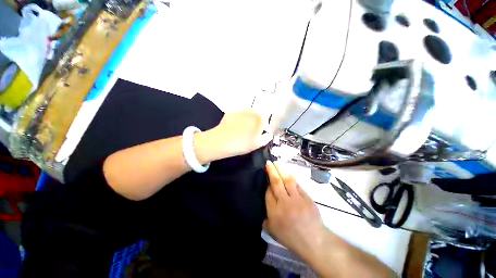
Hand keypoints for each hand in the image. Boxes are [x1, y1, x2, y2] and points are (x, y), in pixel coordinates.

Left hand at [198, 110, 272, 160]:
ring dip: (246, 122)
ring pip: (247, 117)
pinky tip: (233, 129)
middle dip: (255, 125)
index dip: (263, 131)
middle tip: (249, 135)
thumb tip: (267, 135)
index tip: (258, 137)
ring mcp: (240, 111)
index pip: (266, 123)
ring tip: (240, 132)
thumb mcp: (258, 144)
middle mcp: (251, 111)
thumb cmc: (243, 144)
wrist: (222, 141)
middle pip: (257, 118)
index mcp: (260, 118)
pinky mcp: (230, 112)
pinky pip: (238, 117)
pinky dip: (238, 121)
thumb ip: (267, 138)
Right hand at [264, 161, 326, 259]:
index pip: (268, 192)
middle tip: (268, 162)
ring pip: (287, 180)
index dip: (267, 183)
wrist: (314, 241)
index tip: (266, 177)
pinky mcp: (307, 197)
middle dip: (272, 171)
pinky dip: (291, 177)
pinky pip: (297, 184)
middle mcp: (285, 203)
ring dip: (281, 169)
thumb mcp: (272, 230)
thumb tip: (266, 200)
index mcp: (275, 212)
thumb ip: (266, 216)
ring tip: (277, 162)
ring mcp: (297, 200)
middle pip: (277, 183)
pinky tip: (288, 172)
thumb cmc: (291, 237)